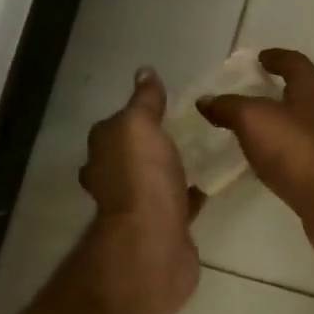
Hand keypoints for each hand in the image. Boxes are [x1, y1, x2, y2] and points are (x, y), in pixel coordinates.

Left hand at [79, 69, 201, 313]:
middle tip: (183, 130)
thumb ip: (144, 101)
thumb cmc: (142, 177)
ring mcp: (138, 205)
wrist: (153, 241)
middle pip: (132, 155)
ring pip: (154, 179)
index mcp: (103, 152)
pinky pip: (178, 202)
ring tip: (200, 152)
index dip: (135, 115)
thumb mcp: (139, 125)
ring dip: (170, 169)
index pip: (115, 126)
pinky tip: (210, 182)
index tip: (163, 105)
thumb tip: (144, 72)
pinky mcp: (164, 226)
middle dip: (150, 145)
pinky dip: (189, 193)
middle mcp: (113, 178)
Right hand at [199, 49, 313, 277]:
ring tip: (272, 132)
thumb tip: (205, 100)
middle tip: (287, 93)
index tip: (263, 59)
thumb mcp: (253, 120)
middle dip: (312, 87)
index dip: (279, 58)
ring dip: (302, 123)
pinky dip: (297, 154)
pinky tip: (278, 164)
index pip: (298, 64)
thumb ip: (229, 108)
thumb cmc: (297, 150)